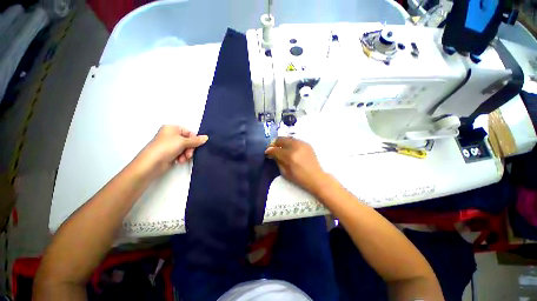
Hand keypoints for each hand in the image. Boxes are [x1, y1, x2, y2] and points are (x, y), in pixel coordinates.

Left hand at [138, 125, 207, 174]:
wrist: (152, 164)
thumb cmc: (166, 148)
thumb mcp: (183, 142)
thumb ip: (196, 140)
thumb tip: (206, 137)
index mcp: (172, 128)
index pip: (189, 132)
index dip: (194, 139)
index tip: (196, 145)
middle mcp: (171, 135)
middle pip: (188, 141)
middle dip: (190, 148)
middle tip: (188, 154)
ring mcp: (170, 145)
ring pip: (186, 148)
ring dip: (186, 154)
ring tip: (182, 158)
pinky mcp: (170, 154)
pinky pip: (181, 154)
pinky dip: (182, 157)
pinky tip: (179, 161)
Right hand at [265, 137, 329, 195]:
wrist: (316, 177)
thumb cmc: (299, 178)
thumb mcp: (285, 172)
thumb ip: (277, 161)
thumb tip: (272, 154)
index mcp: (290, 156)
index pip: (275, 149)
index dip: (269, 151)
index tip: (267, 153)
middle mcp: (296, 147)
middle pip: (281, 139)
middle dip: (274, 143)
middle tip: (272, 149)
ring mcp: (302, 144)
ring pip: (287, 138)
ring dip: (282, 142)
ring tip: (281, 148)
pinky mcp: (307, 144)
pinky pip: (294, 140)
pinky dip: (289, 143)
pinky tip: (289, 149)